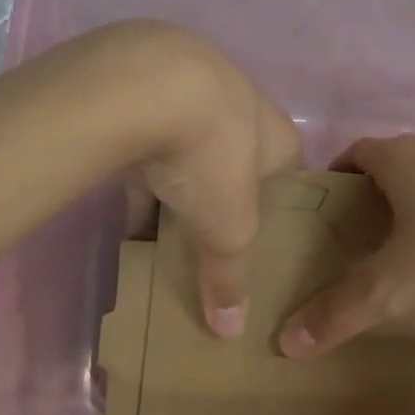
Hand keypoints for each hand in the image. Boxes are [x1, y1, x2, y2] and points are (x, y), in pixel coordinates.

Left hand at [104, 22, 301, 336]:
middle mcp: (244, 104)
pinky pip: (150, 137)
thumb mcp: (227, 227)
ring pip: (192, 145)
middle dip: (223, 194)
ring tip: (162, 226)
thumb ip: (229, 277)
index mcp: (279, 134)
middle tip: (208, 233)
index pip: (290, 172)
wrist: (147, 82)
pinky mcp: (148, 84)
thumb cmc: (211, 155)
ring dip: (179, 181)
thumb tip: (231, 332)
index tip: (261, 237)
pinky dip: (141, 168)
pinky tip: (124, 203)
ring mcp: (195, 86)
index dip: (278, 206)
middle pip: (238, 158)